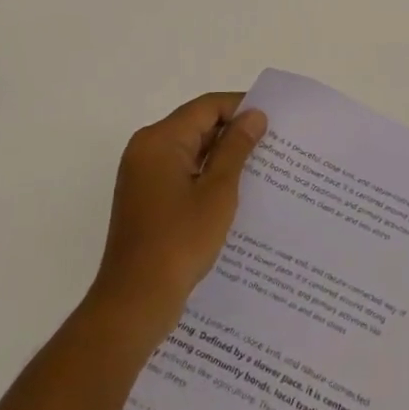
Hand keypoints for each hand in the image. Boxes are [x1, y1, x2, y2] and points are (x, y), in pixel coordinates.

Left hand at [88, 92, 267, 343]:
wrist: (134, 302)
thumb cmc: (179, 242)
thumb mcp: (217, 191)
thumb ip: (236, 148)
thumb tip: (254, 115)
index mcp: (159, 140)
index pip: (207, 107)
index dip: (241, 108)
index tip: (274, 121)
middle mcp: (146, 149)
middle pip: (197, 125)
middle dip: (234, 133)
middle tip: (273, 146)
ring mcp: (143, 175)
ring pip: (191, 150)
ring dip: (222, 157)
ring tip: (261, 168)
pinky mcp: (146, 198)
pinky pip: (182, 172)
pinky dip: (206, 176)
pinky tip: (235, 192)